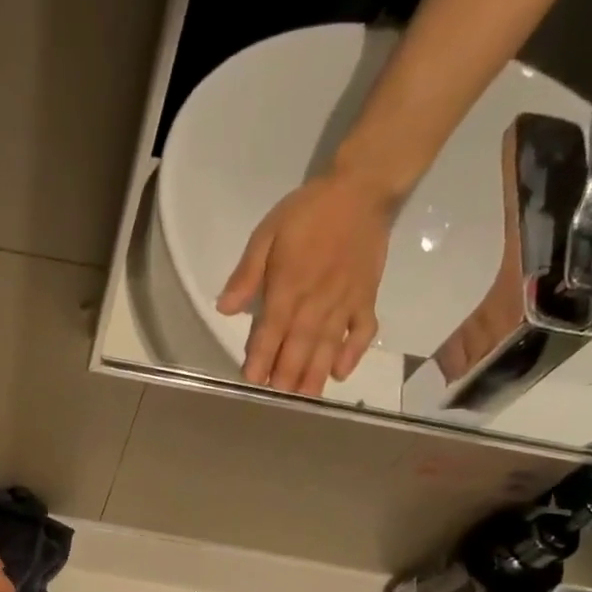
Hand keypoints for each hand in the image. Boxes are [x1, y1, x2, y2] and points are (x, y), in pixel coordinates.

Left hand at [217, 169, 398, 396]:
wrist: (361, 190)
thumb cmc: (308, 212)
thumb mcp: (267, 234)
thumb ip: (247, 273)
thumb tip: (225, 309)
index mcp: (289, 286)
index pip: (271, 330)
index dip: (261, 357)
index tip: (253, 380)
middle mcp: (316, 301)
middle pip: (299, 345)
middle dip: (287, 374)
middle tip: (279, 401)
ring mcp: (344, 301)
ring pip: (328, 345)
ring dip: (316, 374)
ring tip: (306, 399)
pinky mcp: (367, 298)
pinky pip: (363, 331)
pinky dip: (354, 353)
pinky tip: (342, 373)